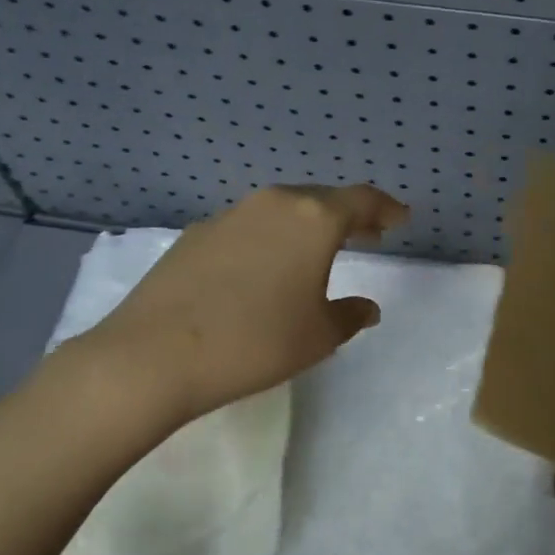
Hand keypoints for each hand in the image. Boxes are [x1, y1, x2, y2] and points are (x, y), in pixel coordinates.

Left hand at [62, 184, 408, 430]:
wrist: (154, 355)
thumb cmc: (255, 342)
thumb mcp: (317, 337)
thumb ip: (350, 316)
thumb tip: (367, 308)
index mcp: (313, 220)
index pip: (362, 200)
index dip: (386, 208)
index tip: (400, 218)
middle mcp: (274, 204)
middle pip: (322, 199)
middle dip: (348, 215)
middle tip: (368, 233)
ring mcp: (230, 215)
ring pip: (283, 210)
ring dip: (307, 225)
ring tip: (317, 251)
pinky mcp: (197, 234)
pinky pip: (249, 226)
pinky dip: (269, 238)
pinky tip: (263, 268)